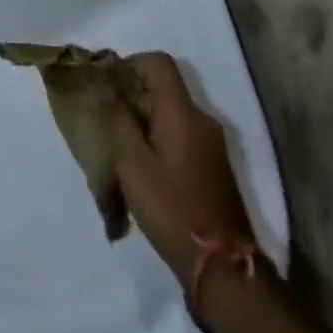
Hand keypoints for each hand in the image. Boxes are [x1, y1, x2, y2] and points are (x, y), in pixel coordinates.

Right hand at [111, 52, 254, 281]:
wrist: (225, 270)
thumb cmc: (172, 210)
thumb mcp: (132, 164)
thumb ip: (119, 120)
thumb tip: (109, 90)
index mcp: (183, 113)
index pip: (158, 62)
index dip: (129, 64)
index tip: (107, 86)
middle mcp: (203, 120)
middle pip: (164, 87)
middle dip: (132, 93)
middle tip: (106, 116)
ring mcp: (212, 145)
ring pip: (171, 112)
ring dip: (143, 118)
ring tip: (119, 144)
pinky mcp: (213, 167)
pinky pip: (181, 134)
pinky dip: (158, 137)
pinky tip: (142, 166)